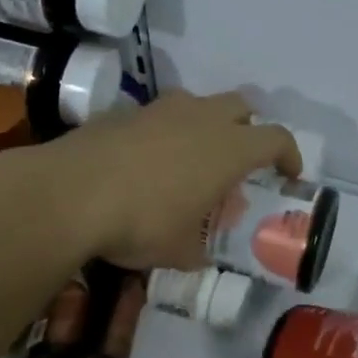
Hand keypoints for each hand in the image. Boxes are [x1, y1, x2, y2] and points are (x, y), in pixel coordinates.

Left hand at [33, 90, 299, 270]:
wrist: (68, 194)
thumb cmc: (141, 222)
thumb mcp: (179, 251)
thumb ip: (198, 249)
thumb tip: (198, 252)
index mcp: (229, 148)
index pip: (277, 138)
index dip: (289, 155)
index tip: (288, 174)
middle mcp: (201, 118)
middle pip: (241, 106)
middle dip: (247, 129)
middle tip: (238, 161)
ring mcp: (159, 110)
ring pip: (197, 105)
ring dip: (204, 126)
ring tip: (190, 161)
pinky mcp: (122, 112)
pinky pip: (157, 117)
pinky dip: (163, 134)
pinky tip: (145, 164)